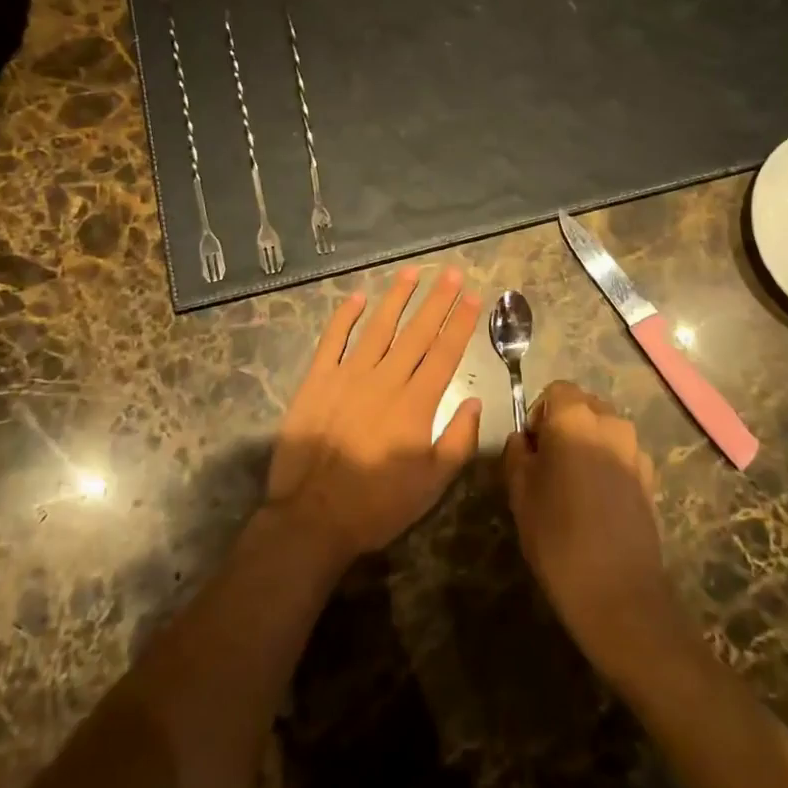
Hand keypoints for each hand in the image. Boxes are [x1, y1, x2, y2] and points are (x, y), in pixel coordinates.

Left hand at [266, 268, 482, 566]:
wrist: (312, 516)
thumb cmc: (378, 505)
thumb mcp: (432, 485)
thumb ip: (457, 440)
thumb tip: (474, 401)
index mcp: (416, 403)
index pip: (445, 352)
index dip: (460, 322)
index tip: (472, 296)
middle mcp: (385, 379)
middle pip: (417, 332)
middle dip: (436, 300)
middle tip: (450, 271)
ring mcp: (348, 375)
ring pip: (378, 326)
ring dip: (396, 297)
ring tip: (411, 272)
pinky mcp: (317, 380)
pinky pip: (333, 339)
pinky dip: (345, 316)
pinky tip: (358, 297)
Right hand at [504, 381, 674, 666]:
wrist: (619, 595)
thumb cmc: (558, 536)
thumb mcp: (520, 492)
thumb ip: (517, 453)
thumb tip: (523, 440)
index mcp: (575, 418)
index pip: (555, 390)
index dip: (538, 414)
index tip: (531, 449)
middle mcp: (610, 423)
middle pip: (582, 406)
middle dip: (563, 426)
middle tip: (547, 466)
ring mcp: (636, 451)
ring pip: (603, 431)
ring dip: (586, 445)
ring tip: (572, 487)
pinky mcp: (650, 479)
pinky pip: (620, 455)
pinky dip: (606, 466)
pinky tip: (596, 504)